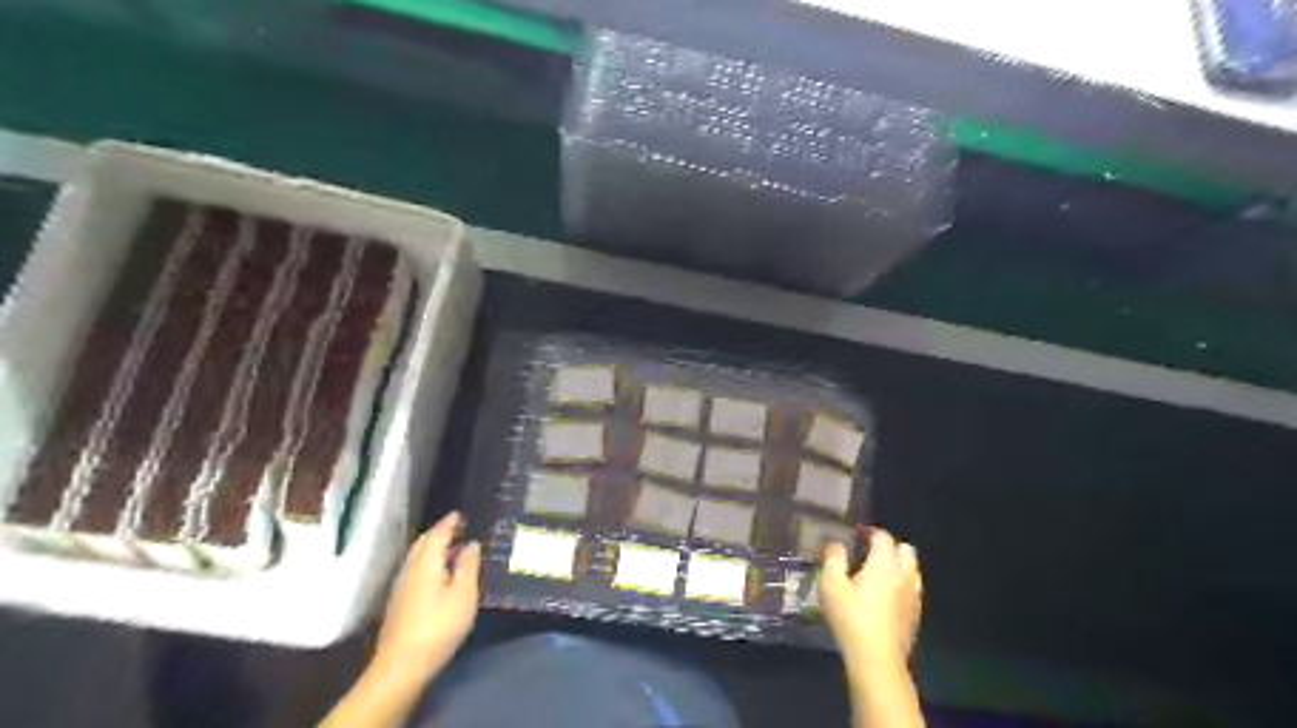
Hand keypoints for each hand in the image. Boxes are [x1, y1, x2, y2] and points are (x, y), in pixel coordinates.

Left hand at [376, 511, 479, 675]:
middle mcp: (410, 568)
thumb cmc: (439, 625)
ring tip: (453, 548)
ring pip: (417, 557)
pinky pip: (415, 569)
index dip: (449, 522)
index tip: (460, 514)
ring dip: (433, 548)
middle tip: (457, 528)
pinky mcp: (399, 601)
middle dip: (439, 533)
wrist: (402, 664)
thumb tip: (471, 543)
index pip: (437, 533)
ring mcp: (402, 585)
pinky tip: (440, 574)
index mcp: (426, 561)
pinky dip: (428, 562)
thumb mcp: (464, 594)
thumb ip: (468, 566)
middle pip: (423, 543)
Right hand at [819, 528, 921, 670]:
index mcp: (884, 564)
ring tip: (879, 574)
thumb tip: (836, 545)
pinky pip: (912, 590)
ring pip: (912, 570)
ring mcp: (913, 597)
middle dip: (890, 546)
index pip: (883, 537)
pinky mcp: (915, 616)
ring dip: (898, 565)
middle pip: (905, 549)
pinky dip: (902, 585)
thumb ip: (833, 559)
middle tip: (869, 552)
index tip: (856, 534)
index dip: (870, 532)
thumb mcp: (830, 584)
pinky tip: (886, 598)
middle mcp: (904, 575)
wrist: (877, 660)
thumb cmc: (851, 618)